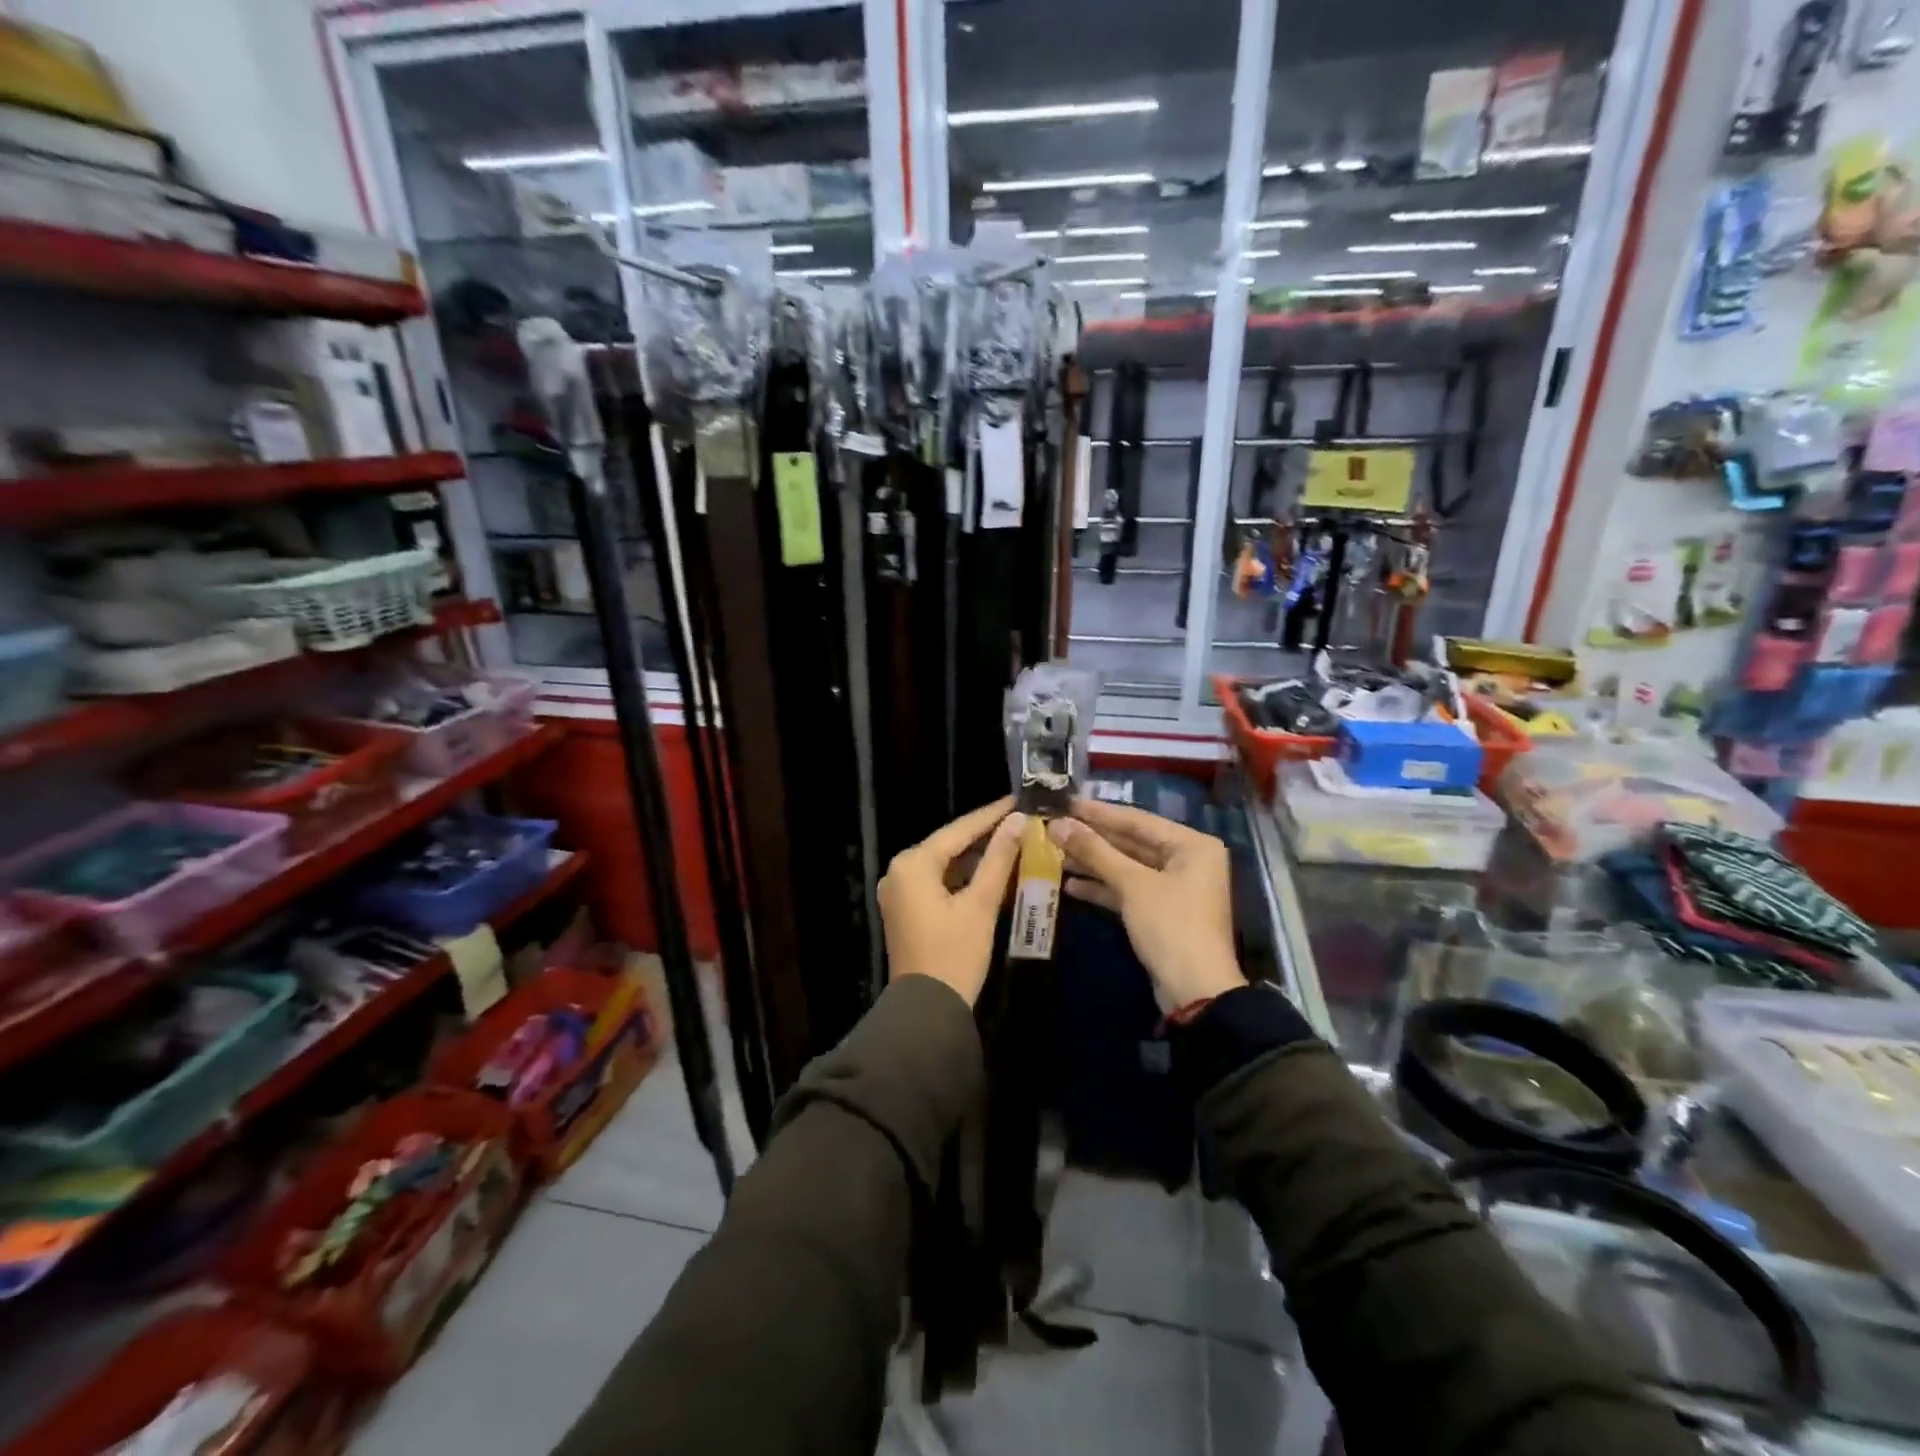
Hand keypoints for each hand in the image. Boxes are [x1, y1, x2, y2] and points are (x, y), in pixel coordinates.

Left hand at [879, 797, 1025, 1007]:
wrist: (927, 1009)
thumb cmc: (955, 953)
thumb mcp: (981, 903)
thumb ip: (999, 858)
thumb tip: (1017, 821)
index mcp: (912, 864)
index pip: (958, 830)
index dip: (990, 815)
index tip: (1017, 800)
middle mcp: (899, 871)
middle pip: (948, 845)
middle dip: (984, 835)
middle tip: (1018, 821)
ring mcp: (898, 892)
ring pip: (944, 864)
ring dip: (975, 857)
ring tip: (1011, 843)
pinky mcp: (905, 910)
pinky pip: (937, 881)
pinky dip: (962, 877)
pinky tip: (989, 873)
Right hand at [1049, 800, 1244, 1010]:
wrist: (1195, 991)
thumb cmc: (1170, 925)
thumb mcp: (1132, 884)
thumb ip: (1095, 851)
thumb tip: (1058, 824)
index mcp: (1192, 845)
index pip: (1138, 820)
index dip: (1099, 813)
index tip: (1066, 803)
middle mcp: (1187, 861)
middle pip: (1132, 843)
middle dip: (1093, 839)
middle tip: (1055, 828)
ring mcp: (1174, 888)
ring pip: (1127, 867)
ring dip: (1093, 863)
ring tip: (1055, 854)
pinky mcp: (1161, 912)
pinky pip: (1128, 890)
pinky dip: (1103, 887)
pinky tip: (1070, 885)